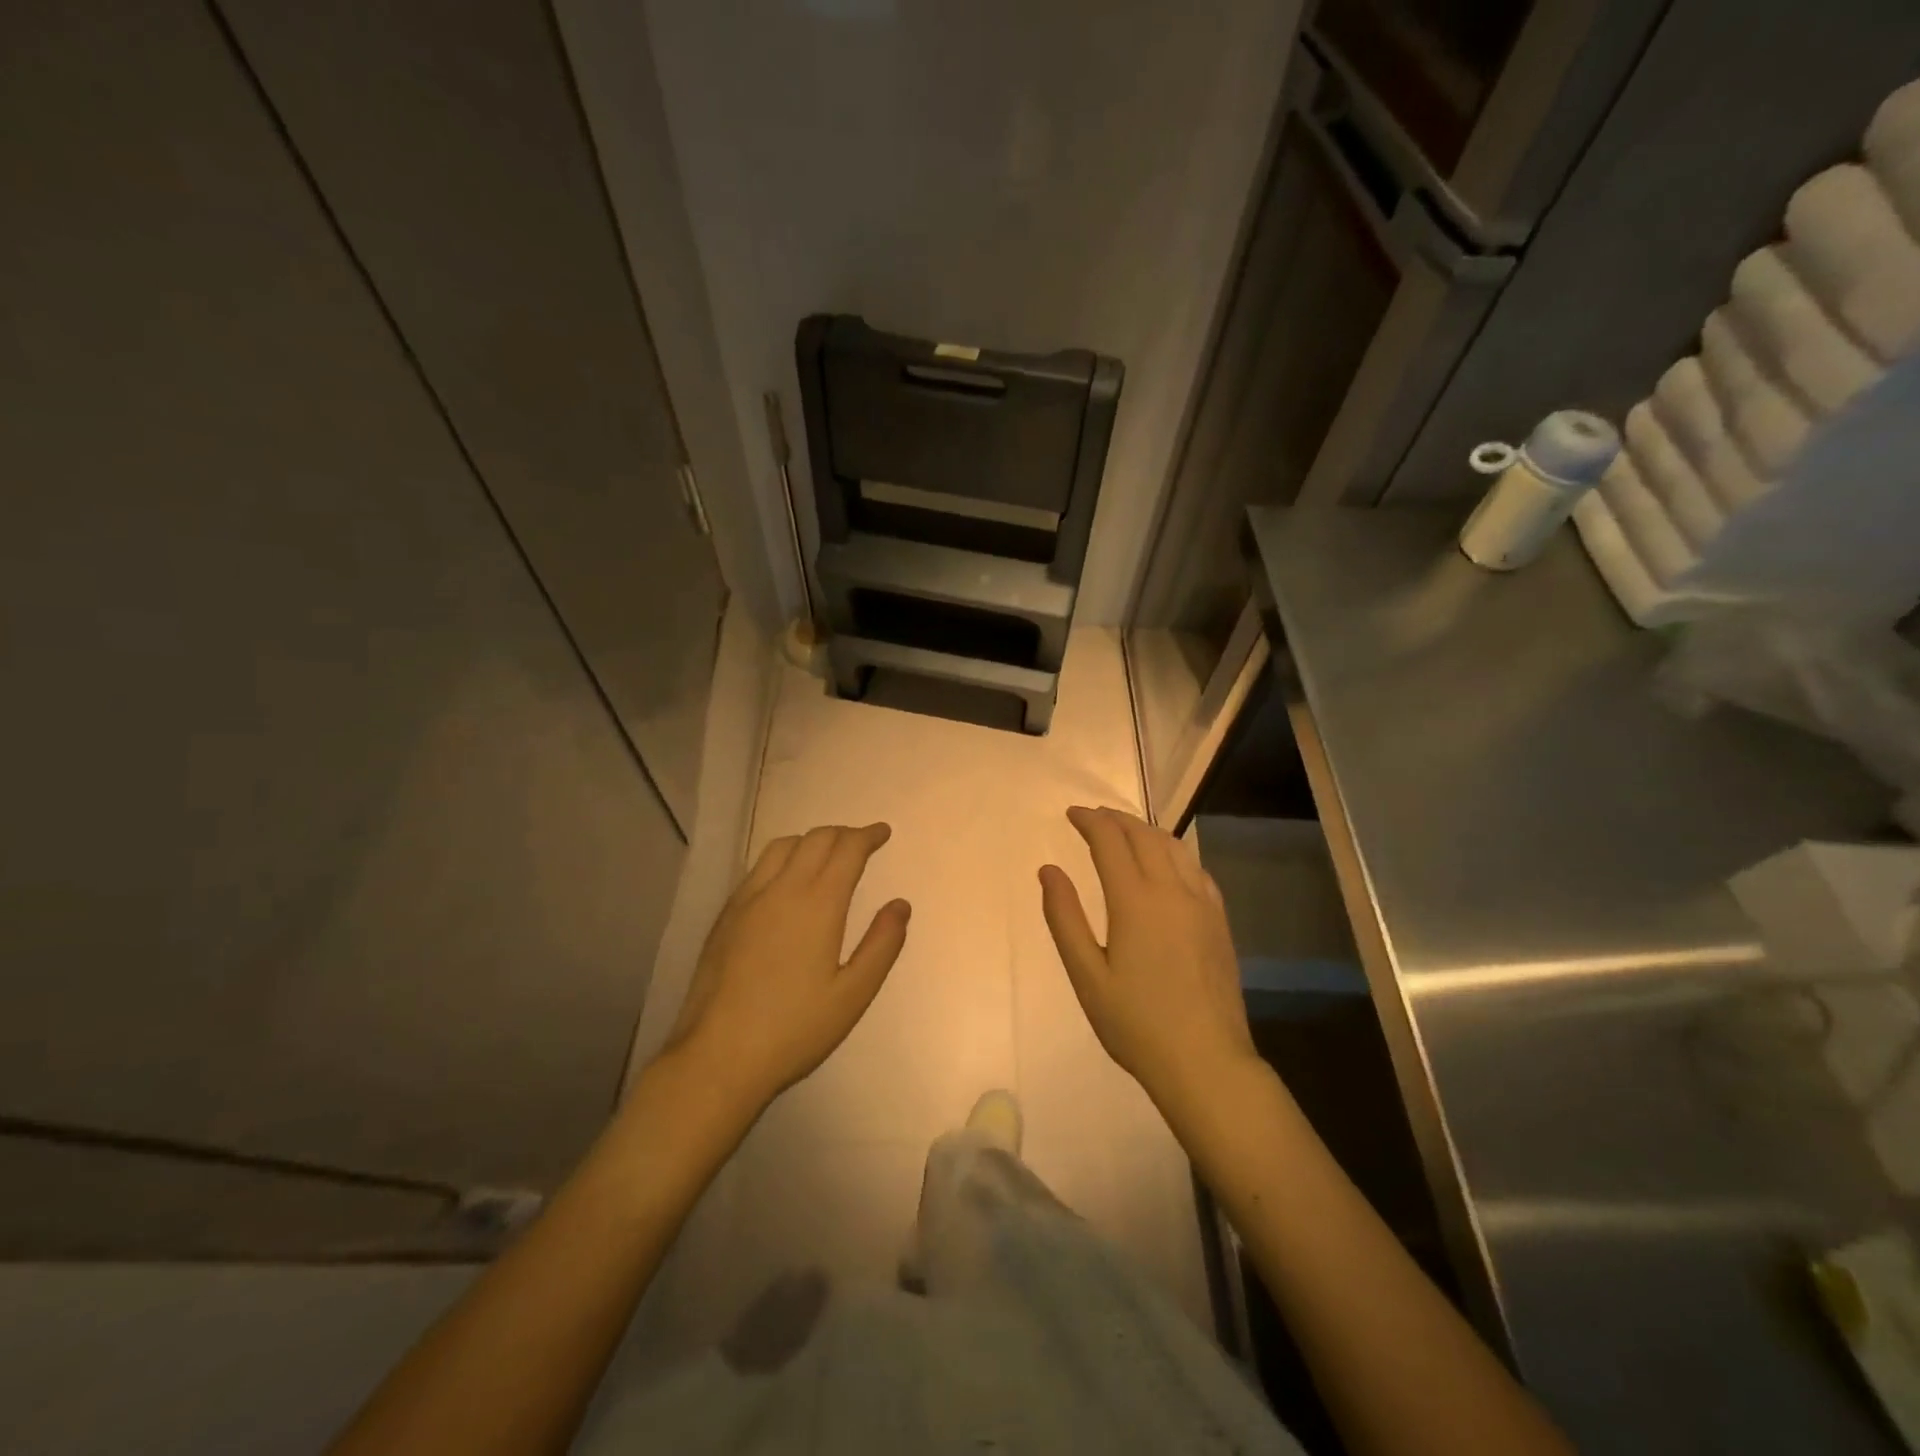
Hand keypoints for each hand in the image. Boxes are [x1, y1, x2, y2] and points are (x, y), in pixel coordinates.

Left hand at [665, 823, 909, 1114]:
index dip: (868, 835)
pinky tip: (785, 881)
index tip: (883, 833)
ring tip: (825, 854)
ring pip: (782, 846)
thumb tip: (900, 904)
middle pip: (815, 839)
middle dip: (843, 833)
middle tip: (861, 842)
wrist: (718, 1056)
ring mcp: (748, 899)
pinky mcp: (726, 915)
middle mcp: (782, 889)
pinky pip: (758, 867)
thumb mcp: (853, 994)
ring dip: (810, 840)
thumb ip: (882, 944)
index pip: (847, 849)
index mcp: (818, 904)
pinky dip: (782, 858)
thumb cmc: (795, 1029)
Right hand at [1039, 807, 1255, 1109]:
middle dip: (1116, 819)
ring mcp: (1202, 904)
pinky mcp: (1219, 921)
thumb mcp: (1087, 976)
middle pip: (1144, 835)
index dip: (1090, 821)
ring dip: (1146, 830)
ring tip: (1126, 831)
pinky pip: (1196, 869)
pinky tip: (1167, 864)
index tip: (1072, 813)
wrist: (1206, 1062)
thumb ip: (1065, 918)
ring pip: (1174, 847)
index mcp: (1135, 901)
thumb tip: (1048, 870)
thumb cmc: (1136, 1024)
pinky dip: (1174, 852)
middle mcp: (1172, 891)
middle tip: (1094, 817)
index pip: (1110, 841)